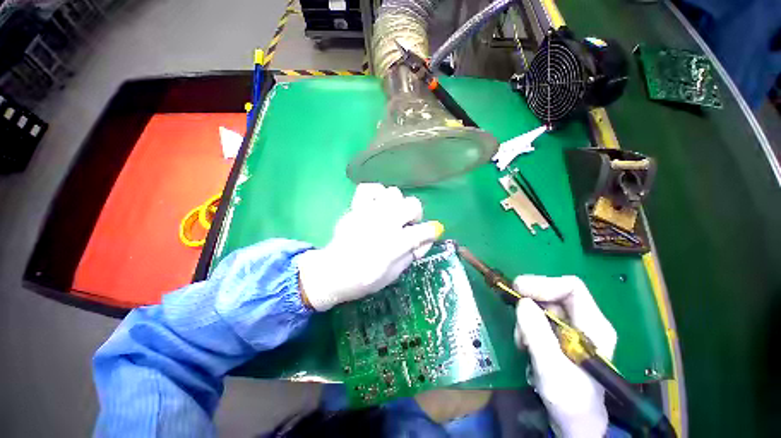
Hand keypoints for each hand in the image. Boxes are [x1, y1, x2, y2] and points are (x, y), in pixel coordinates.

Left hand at [297, 183, 442, 310]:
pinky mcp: (356, 208)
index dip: (432, 231)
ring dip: (396, 204)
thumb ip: (412, 255)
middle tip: (407, 225)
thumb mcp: (394, 274)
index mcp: (395, 244)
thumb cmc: (365, 278)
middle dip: (415, 215)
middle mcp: (385, 223)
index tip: (431, 233)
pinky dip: (375, 193)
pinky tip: (376, 204)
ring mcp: (369, 212)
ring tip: (390, 214)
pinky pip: (368, 188)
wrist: (333, 272)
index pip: (424, 231)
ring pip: (393, 192)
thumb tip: (426, 240)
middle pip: (412, 204)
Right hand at [513, 275, 617, 437]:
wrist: (574, 423)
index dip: (543, 284)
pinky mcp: (560, 335)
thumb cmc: (570, 400)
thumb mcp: (551, 369)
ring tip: (521, 340)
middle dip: (530, 302)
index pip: (571, 287)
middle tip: (515, 316)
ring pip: (543, 306)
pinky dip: (526, 326)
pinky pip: (538, 318)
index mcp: (594, 326)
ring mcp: (573, 328)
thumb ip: (537, 334)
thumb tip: (521, 302)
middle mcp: (586, 321)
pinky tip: (524, 344)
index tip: (518, 290)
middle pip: (554, 294)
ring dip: (526, 318)